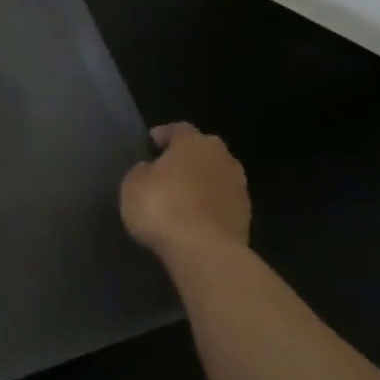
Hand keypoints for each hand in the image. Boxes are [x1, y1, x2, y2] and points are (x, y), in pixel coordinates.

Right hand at [120, 123, 250, 263]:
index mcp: (193, 143)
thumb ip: (142, 171)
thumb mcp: (133, 185)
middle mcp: (221, 157)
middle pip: (204, 149)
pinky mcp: (246, 215)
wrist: (204, 250)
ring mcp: (238, 186)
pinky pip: (223, 200)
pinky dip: (211, 203)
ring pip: (217, 174)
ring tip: (183, 194)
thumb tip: (150, 168)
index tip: (151, 143)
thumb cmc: (161, 207)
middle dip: (188, 156)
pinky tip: (196, 216)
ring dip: (203, 180)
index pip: (179, 129)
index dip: (164, 134)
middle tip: (169, 168)